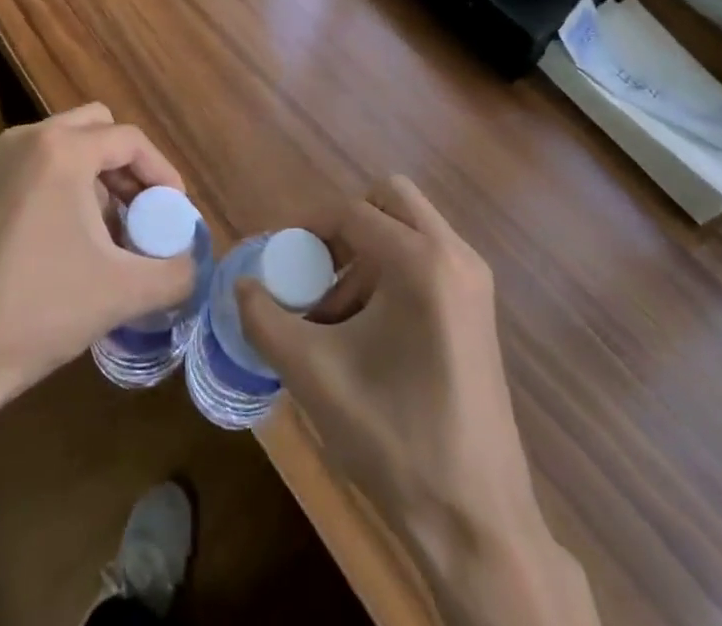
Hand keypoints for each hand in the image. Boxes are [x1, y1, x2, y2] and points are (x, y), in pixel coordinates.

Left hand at [0, 103, 193, 491]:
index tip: (177, 214)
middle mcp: (28, 140)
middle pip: (98, 130)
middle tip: (146, 213)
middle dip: (129, 169)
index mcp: (62, 150)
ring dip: (100, 181)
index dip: (163, 173)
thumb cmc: (36, 310)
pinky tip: (75, 246)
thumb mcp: (121, 293)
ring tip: (115, 237)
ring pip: (69, 150)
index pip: (130, 140)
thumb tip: (196, 265)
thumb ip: (176, 273)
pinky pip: (42, 170)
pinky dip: (69, 191)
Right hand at [238, 177, 596, 625]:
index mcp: (421, 261)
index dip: (306, 227)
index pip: (351, 211)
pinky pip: (428, 259)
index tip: (279, 258)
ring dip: (366, 253)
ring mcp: (474, 281)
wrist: (476, 521)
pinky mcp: (479, 309)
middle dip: (345, 226)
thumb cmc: (393, 437)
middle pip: (389, 200)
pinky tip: (369, 333)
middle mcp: (455, 255)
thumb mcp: (313, 374)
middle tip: (316, 270)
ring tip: (335, 316)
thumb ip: (265, 320)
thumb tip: (242, 286)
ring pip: (409, 229)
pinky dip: (392, 272)